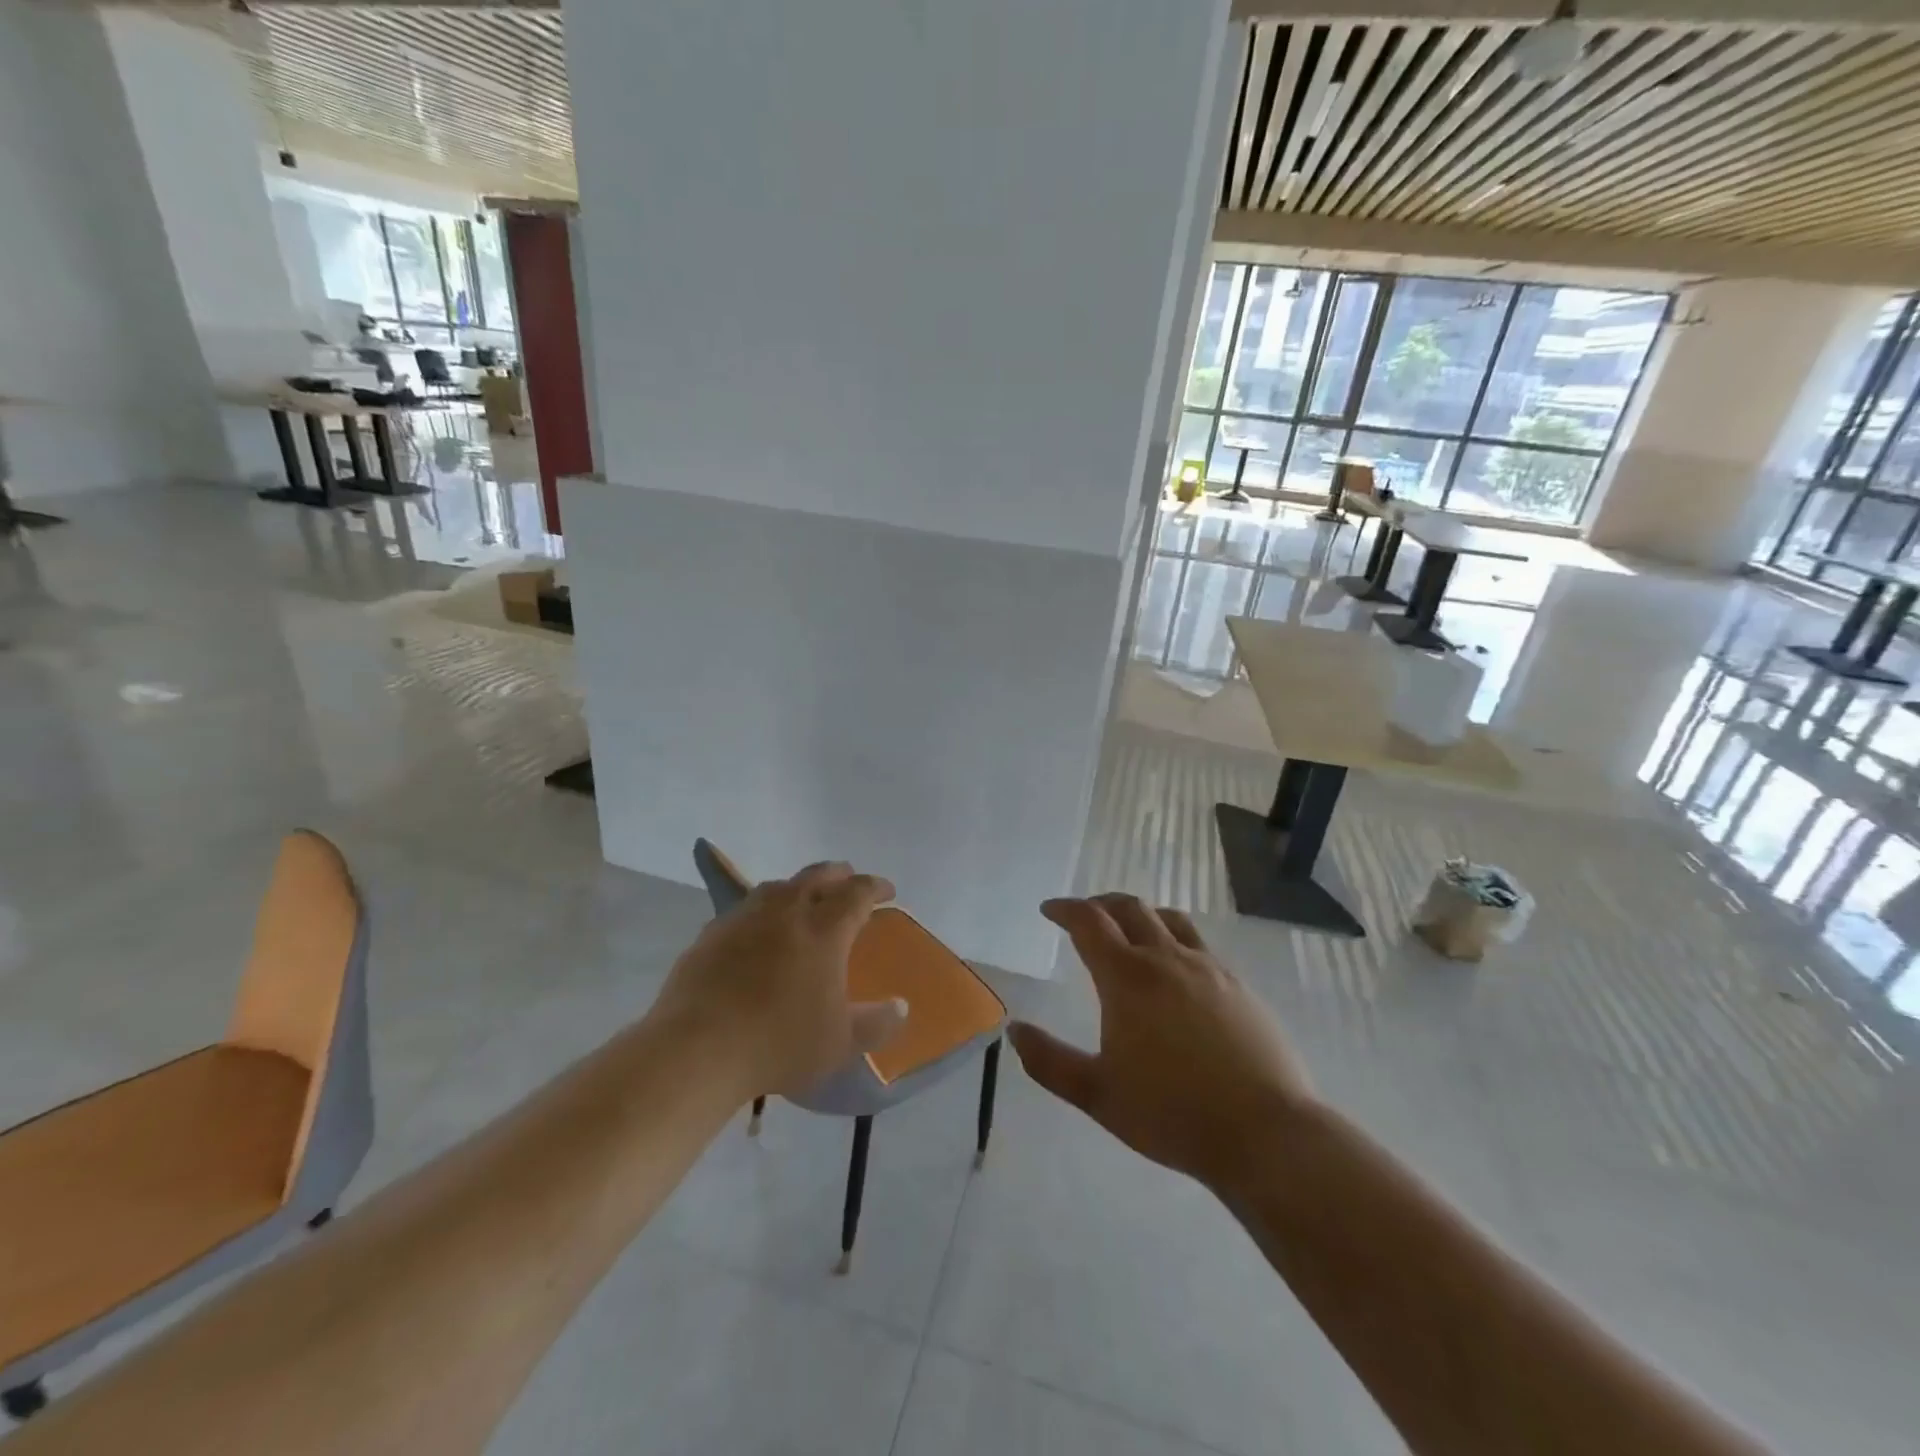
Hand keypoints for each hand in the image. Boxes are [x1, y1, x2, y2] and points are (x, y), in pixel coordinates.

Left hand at [653, 862, 907, 1099]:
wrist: (697, 1049)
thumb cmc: (779, 1043)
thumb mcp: (839, 1043)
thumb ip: (876, 1024)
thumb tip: (901, 1007)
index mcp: (824, 930)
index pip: (857, 893)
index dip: (875, 887)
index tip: (887, 891)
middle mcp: (786, 911)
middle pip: (817, 876)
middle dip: (838, 874)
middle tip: (849, 880)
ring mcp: (744, 918)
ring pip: (777, 886)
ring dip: (798, 887)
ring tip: (803, 898)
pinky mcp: (711, 934)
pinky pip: (745, 909)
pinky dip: (762, 911)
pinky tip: (757, 930)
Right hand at [1009, 895, 1313, 1190]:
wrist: (1265, 1133)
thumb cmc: (1172, 1114)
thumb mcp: (1098, 1095)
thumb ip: (1050, 1062)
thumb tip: (1015, 1029)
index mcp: (1127, 977)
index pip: (1089, 922)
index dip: (1065, 909)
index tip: (1049, 909)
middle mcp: (1166, 959)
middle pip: (1129, 908)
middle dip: (1100, 904)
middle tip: (1083, 915)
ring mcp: (1208, 968)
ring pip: (1168, 919)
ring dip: (1140, 914)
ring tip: (1129, 929)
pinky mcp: (1238, 985)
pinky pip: (1198, 943)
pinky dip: (1173, 938)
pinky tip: (1176, 968)